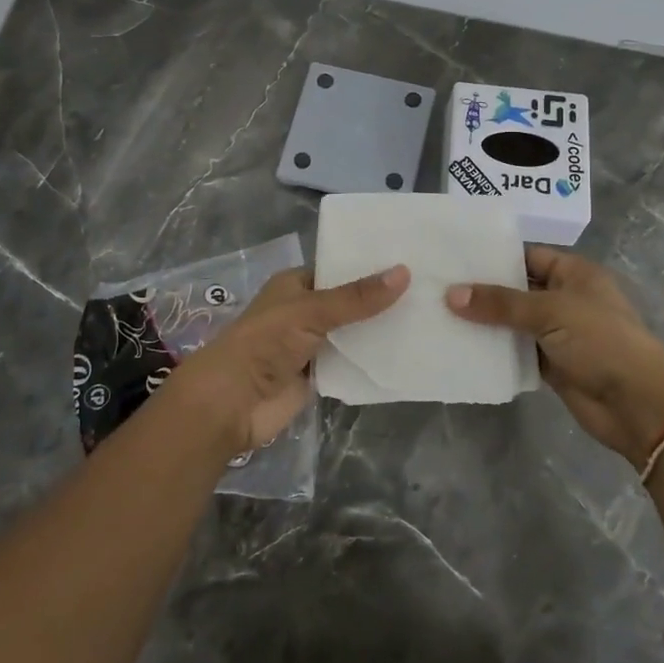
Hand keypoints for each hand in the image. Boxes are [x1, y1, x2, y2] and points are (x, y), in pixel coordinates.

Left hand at [164, 264, 408, 455]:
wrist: (232, 403)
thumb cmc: (265, 343)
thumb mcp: (311, 311)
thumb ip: (357, 298)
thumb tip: (405, 273)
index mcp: (296, 284)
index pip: (340, 268)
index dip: (371, 265)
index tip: (412, 259)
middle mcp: (305, 311)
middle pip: (351, 302)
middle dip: (382, 300)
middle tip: (431, 289)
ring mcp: (313, 345)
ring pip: (354, 333)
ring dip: (381, 331)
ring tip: (431, 317)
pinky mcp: (320, 376)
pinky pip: (353, 363)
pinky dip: (374, 360)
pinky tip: (410, 353)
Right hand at [446, 246, 663, 469]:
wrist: (638, 404)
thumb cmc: (601, 341)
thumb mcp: (550, 312)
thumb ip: (500, 303)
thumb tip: (451, 294)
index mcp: (574, 273)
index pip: (528, 256)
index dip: (494, 257)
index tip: (454, 259)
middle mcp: (566, 298)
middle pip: (518, 289)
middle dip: (484, 291)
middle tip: (437, 287)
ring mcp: (559, 333)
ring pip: (515, 322)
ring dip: (486, 323)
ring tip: (440, 315)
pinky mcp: (553, 365)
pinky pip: (518, 351)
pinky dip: (496, 350)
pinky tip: (462, 347)